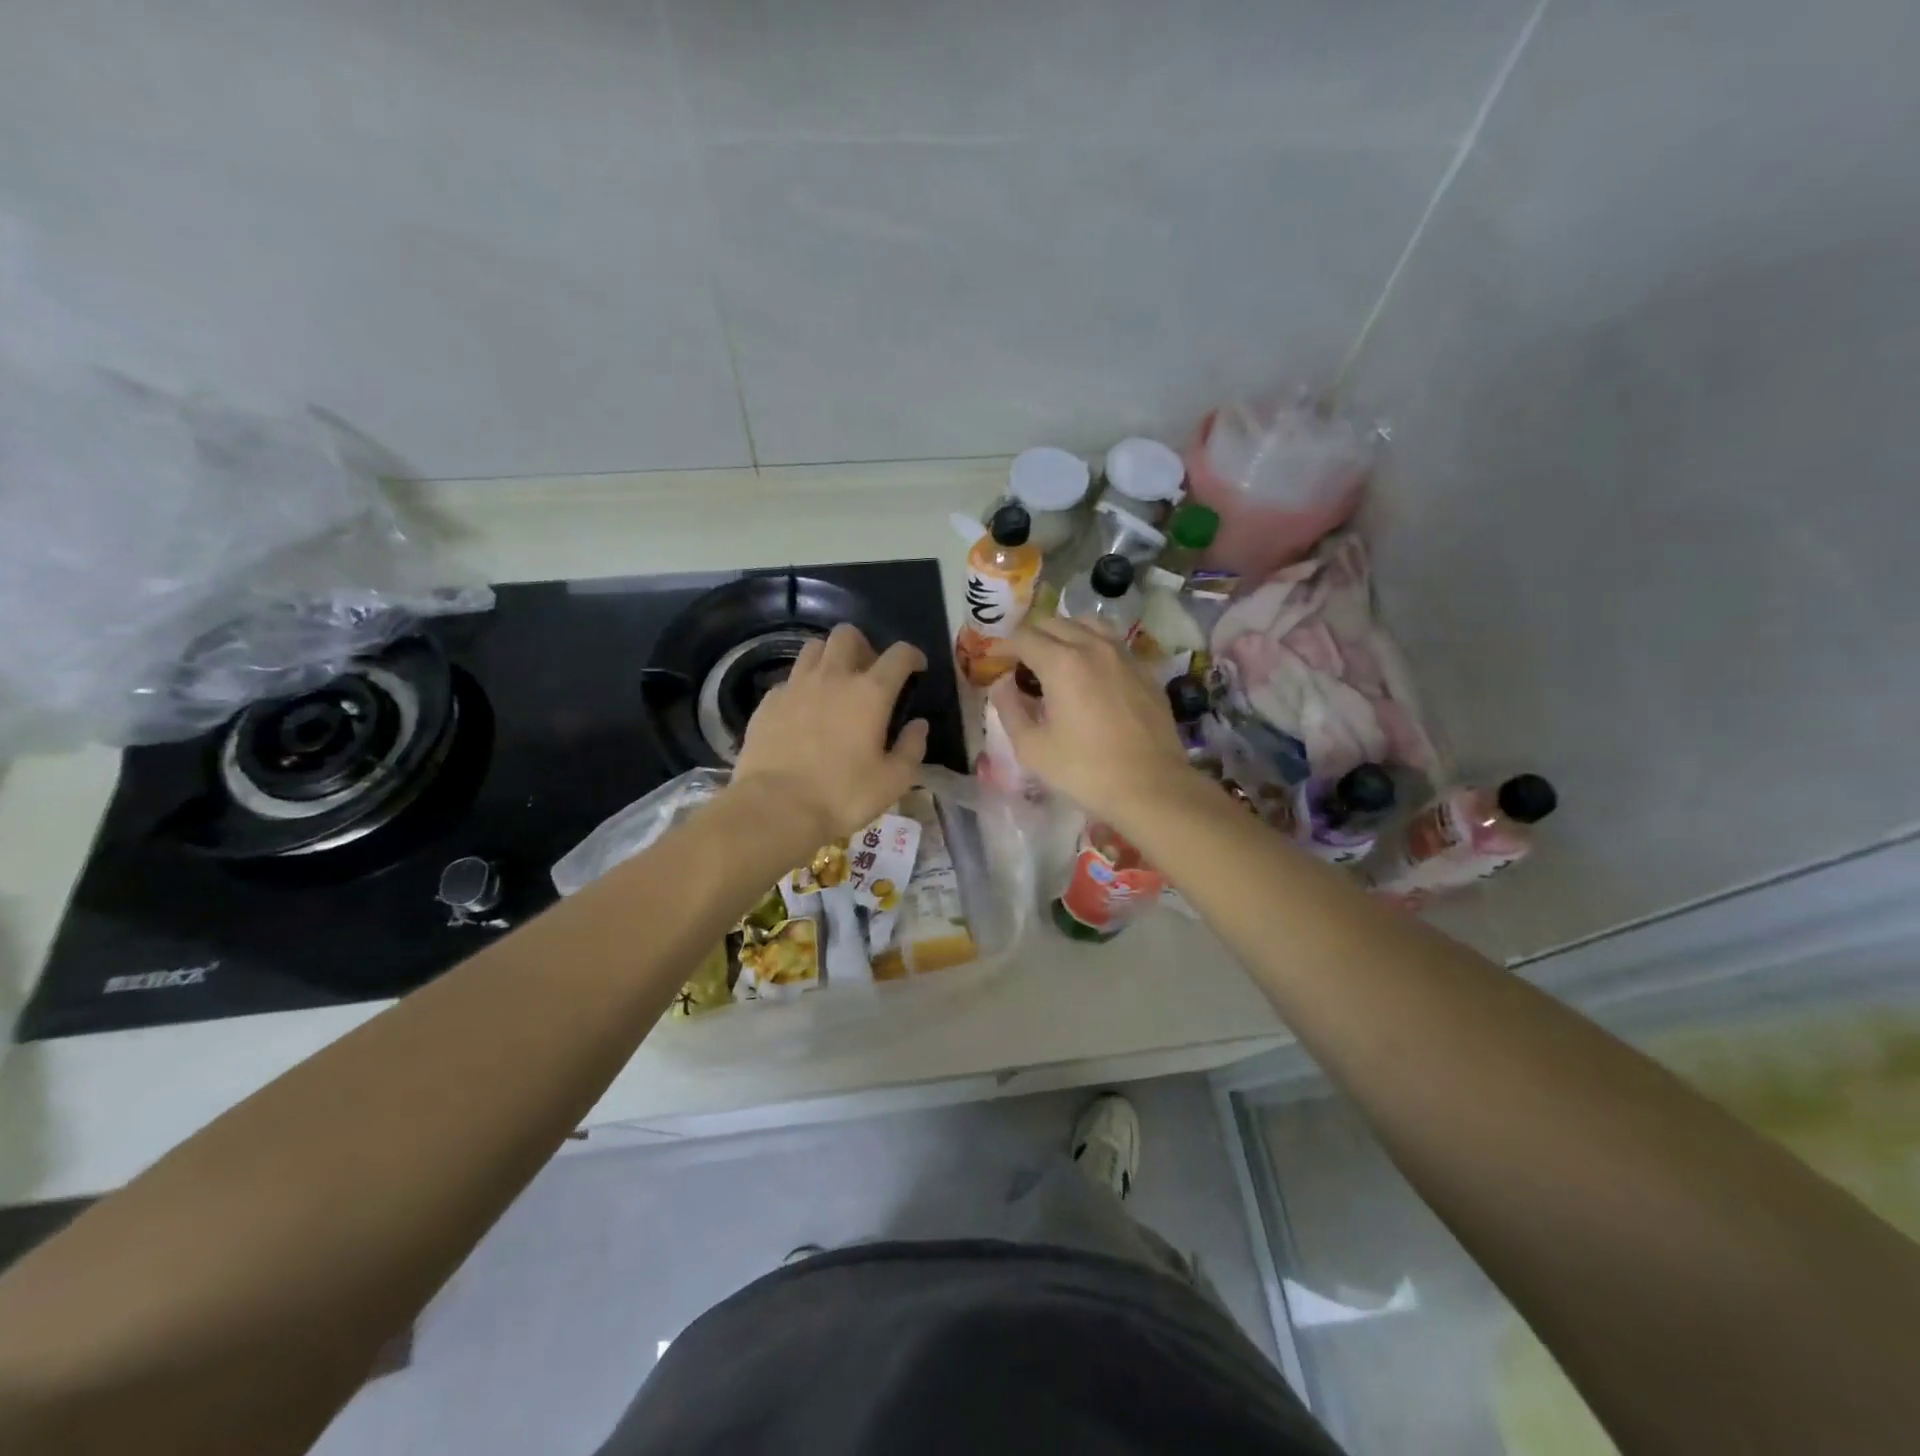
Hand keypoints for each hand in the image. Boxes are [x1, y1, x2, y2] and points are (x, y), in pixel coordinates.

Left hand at [731, 624, 928, 846]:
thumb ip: (912, 748)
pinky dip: (802, 686)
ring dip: (829, 657)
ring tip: (834, 684)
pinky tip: (804, 711)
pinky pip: (789, 679)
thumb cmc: (842, 795)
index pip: (898, 654)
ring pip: (814, 648)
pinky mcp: (768, 701)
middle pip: (847, 635)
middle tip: (868, 672)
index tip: (916, 668)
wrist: (775, 808)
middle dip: (864, 646)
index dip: (912, 655)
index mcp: (870, 692)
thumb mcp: (893, 781)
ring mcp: (796, 686)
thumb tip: (919, 725)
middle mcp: (833, 677)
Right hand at [988, 617, 1189, 819]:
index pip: (1024, 637)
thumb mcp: (1032, 747)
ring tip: (1055, 658)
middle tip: (1020, 662)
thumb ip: (1009, 709)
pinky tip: (1090, 672)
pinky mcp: (1145, 670)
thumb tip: (1002, 684)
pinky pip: (1113, 643)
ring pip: (1088, 624)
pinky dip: (1093, 646)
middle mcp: (1093, 647)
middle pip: (1054, 623)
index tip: (994, 661)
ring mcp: (1124, 655)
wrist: (1152, 787)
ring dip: (1064, 634)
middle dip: (1031, 637)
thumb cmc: (1085, 770)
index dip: (1004, 646)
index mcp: (1061, 663)